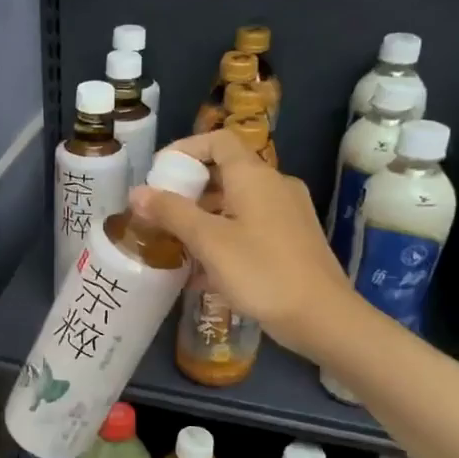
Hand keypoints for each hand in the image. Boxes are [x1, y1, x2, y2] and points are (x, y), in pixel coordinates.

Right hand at [128, 129, 353, 354]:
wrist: (321, 316)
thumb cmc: (261, 272)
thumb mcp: (209, 241)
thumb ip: (172, 213)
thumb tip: (137, 192)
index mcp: (255, 177)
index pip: (218, 141)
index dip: (185, 149)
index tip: (159, 173)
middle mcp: (275, 186)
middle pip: (226, 172)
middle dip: (189, 189)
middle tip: (159, 213)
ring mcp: (287, 214)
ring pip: (237, 203)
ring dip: (204, 217)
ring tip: (176, 243)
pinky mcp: (292, 241)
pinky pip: (250, 226)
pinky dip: (224, 237)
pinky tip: (205, 271)